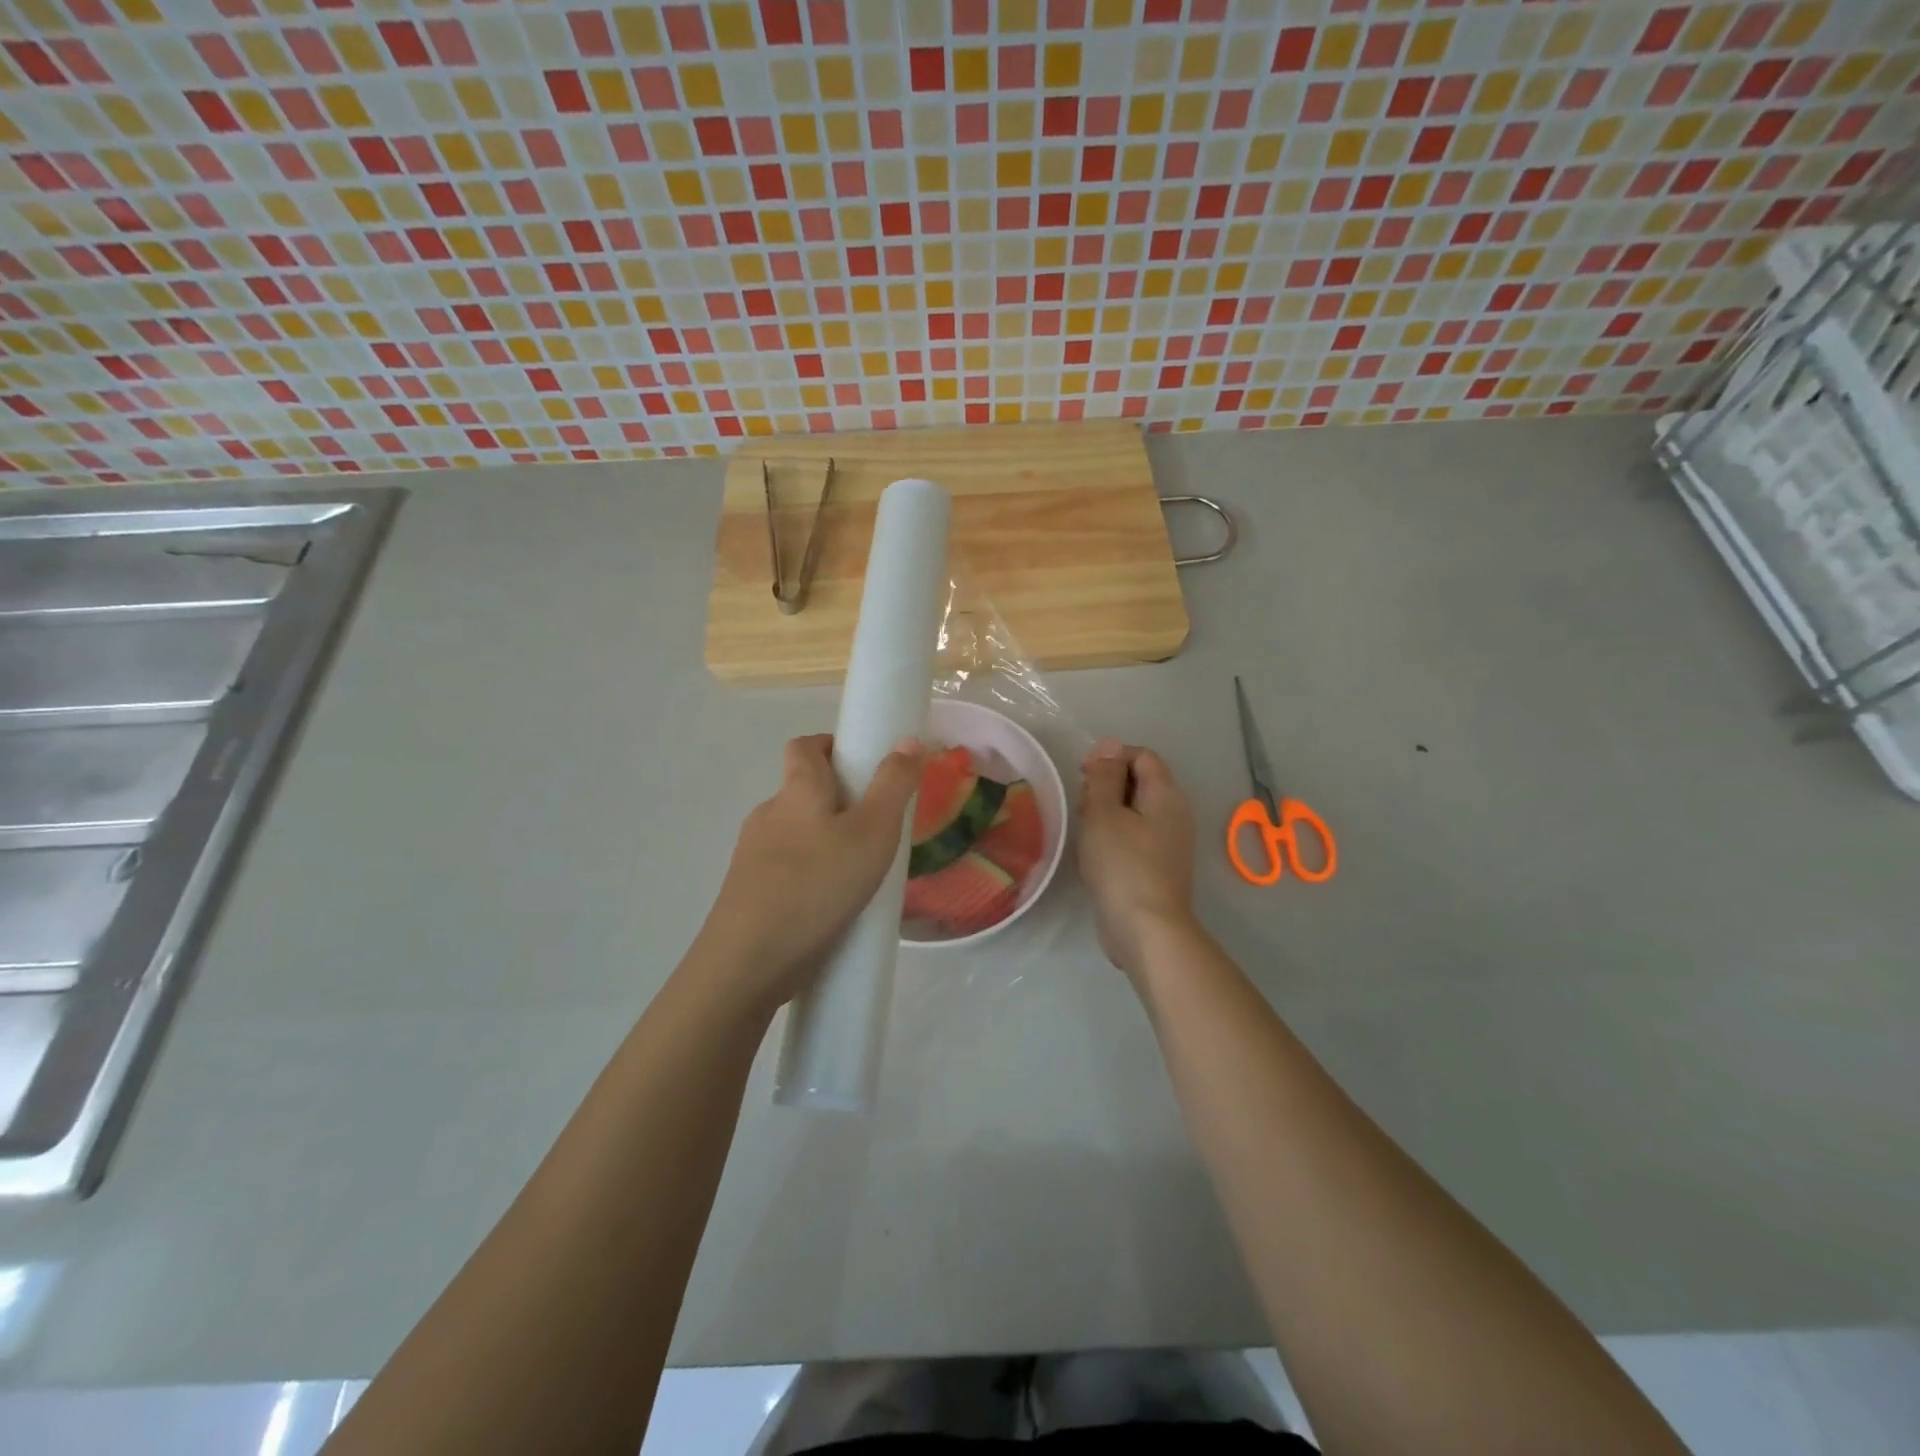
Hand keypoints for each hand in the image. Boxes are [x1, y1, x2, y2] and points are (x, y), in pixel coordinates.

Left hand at [695, 734, 924, 1017]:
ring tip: (861, 872)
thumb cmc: (818, 885)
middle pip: (803, 791)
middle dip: (839, 800)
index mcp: (797, 790)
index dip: (832, 746)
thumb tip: (908, 740)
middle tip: (877, 826)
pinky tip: (832, 905)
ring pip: (796, 833)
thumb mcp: (873, 832)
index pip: (805, 746)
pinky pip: (787, 869)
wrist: (748, 962)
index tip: (864, 766)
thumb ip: (893, 785)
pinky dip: (811, 874)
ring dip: (826, 841)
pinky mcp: (748, 891)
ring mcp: (752, 855)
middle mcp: (768, 814)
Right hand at [1077, 738, 1198, 978]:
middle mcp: (1174, 813)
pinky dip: (1113, 837)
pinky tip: (1094, 856)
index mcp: (1166, 794)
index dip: (1110, 757)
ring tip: (1084, 832)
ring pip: (1134, 811)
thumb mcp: (1104, 813)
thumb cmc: (1122, 865)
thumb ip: (1104, 776)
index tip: (1083, 775)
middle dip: (1105, 786)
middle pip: (1139, 782)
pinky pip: (1134, 837)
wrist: (1146, 929)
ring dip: (1105, 814)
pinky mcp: (1158, 867)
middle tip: (1081, 806)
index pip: (1141, 756)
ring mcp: (1169, 842)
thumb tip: (1109, 745)